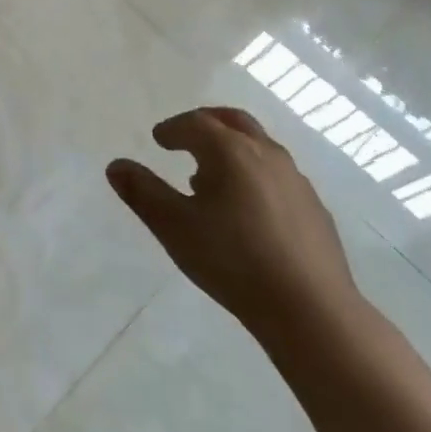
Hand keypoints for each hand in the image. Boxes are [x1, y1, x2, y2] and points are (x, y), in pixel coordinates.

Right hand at [108, 107, 362, 343]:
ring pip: (259, 147)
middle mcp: (266, 154)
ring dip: (232, 149)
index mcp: (230, 151)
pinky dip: (255, 174)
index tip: (158, 139)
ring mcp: (296, 180)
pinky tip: (247, 209)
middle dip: (206, 123)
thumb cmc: (233, 261)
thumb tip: (115, 166)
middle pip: (233, 121)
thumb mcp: (174, 227)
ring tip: (212, 177)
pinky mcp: (315, 209)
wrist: (312, 310)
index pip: (195, 123)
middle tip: (186, 136)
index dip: (173, 128)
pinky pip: (278, 175)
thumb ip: (142, 192)